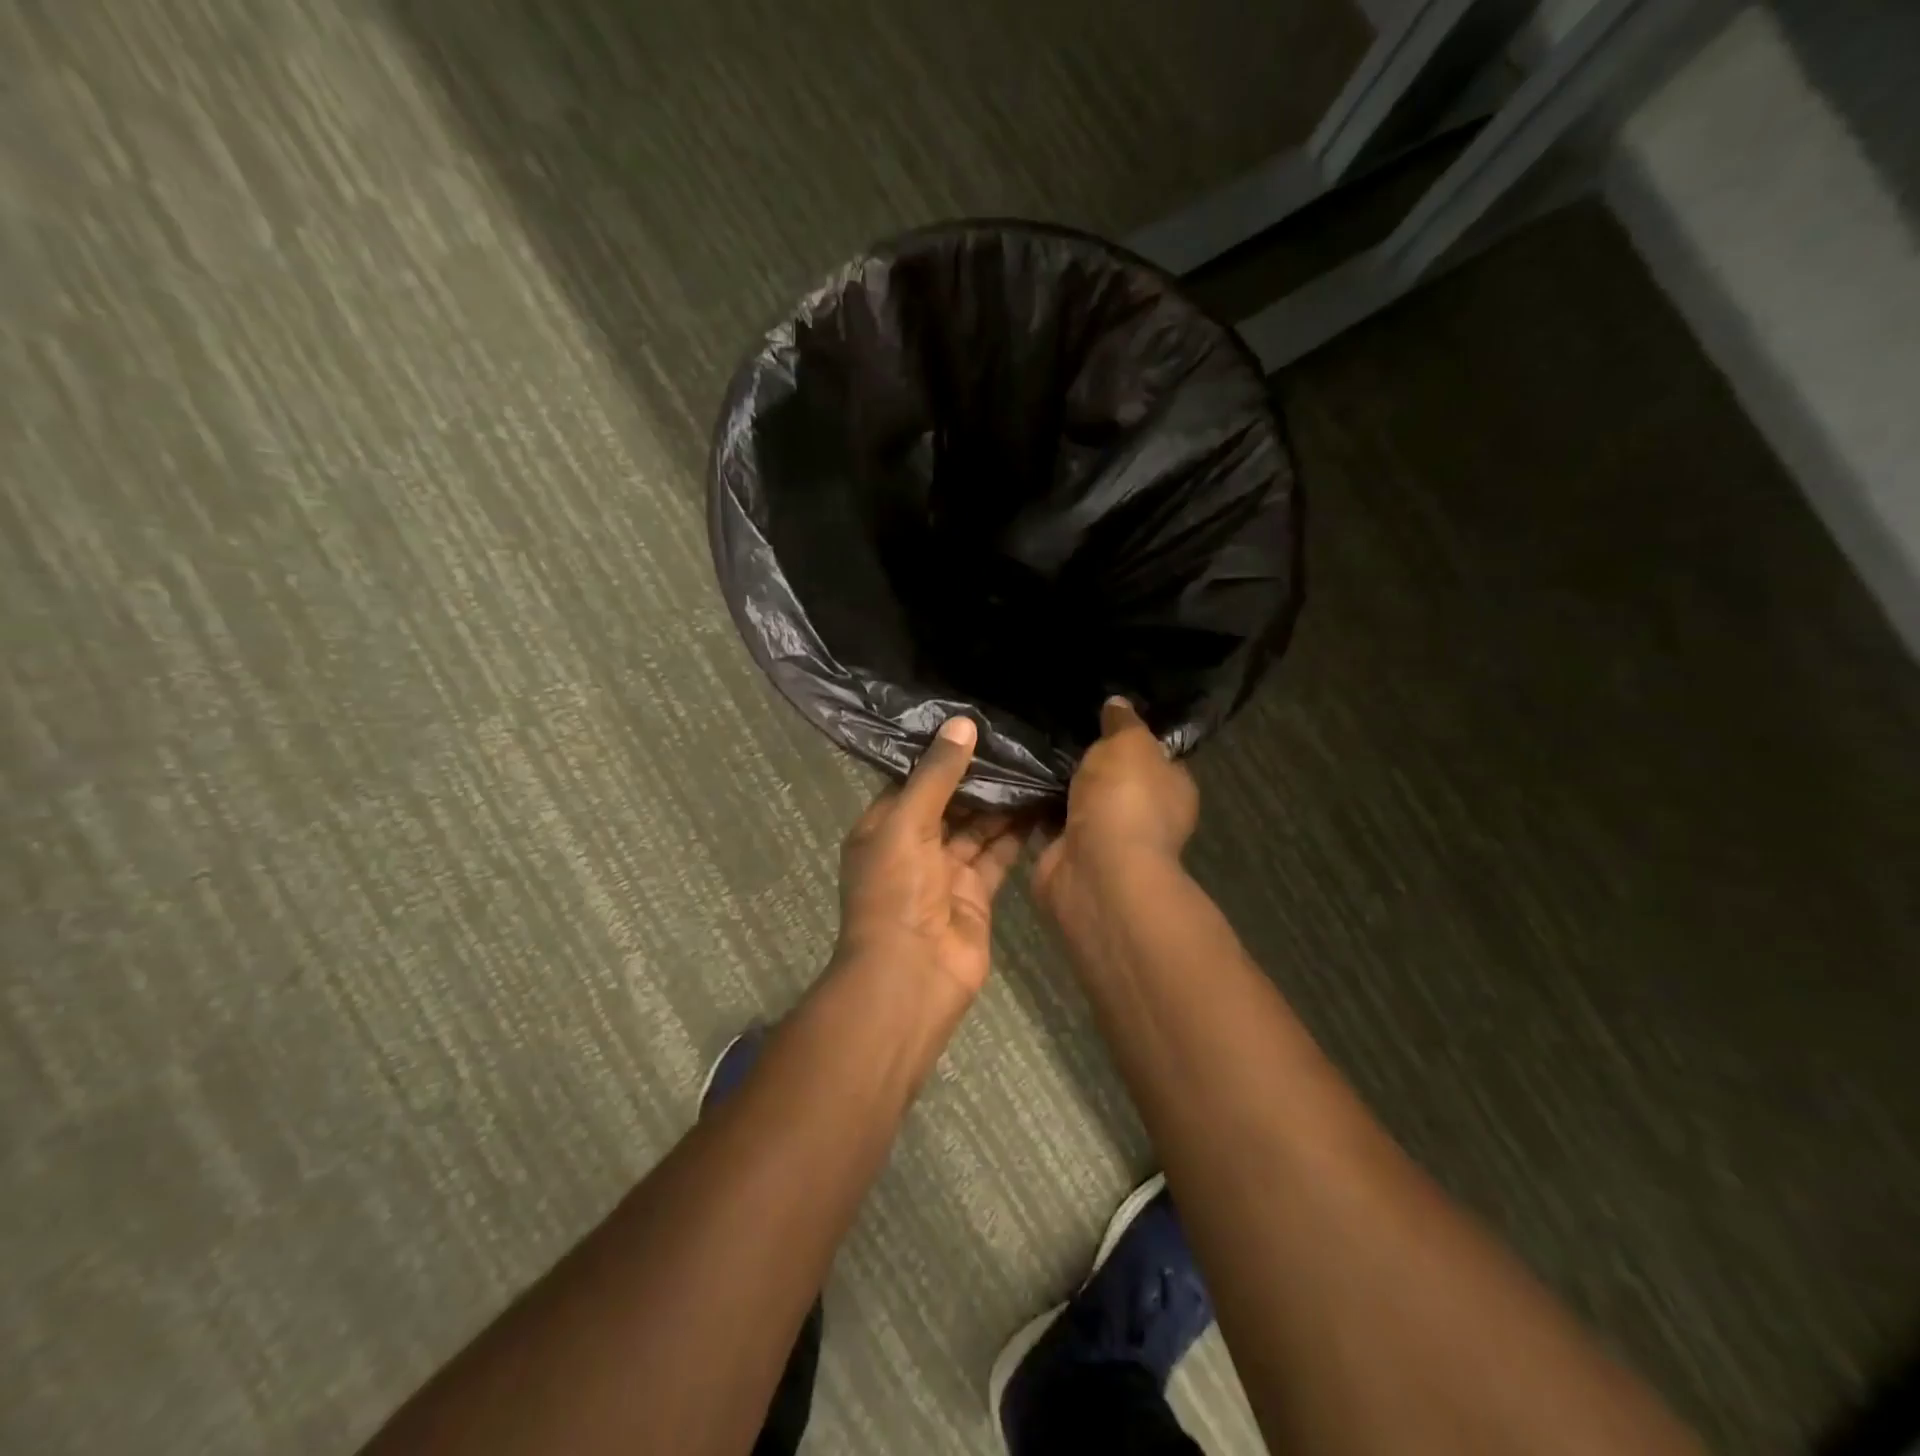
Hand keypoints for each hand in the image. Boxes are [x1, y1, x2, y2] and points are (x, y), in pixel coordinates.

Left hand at [836, 716, 1027, 998]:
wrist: (912, 975)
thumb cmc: (895, 891)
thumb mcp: (907, 823)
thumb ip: (936, 775)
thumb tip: (962, 723)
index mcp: (883, 828)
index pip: (913, 781)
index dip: (941, 755)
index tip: (975, 722)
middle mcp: (913, 846)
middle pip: (949, 803)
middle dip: (978, 777)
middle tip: (1016, 739)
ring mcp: (946, 872)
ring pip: (977, 828)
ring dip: (1001, 802)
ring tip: (1034, 763)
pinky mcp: (977, 894)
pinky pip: (998, 855)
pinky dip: (1017, 833)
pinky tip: (1042, 803)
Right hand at [1034, 697, 1197, 907]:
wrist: (1097, 870)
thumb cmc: (1126, 799)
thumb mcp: (1130, 743)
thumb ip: (1123, 723)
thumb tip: (1118, 704)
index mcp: (1172, 788)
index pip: (1155, 757)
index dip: (1130, 738)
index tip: (1099, 717)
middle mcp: (1142, 816)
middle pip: (1111, 780)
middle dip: (1085, 762)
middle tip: (1052, 730)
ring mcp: (1103, 839)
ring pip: (1075, 802)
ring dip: (1054, 785)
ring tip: (1024, 750)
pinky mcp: (1066, 855)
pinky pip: (1046, 823)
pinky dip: (1031, 809)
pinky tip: (1010, 782)